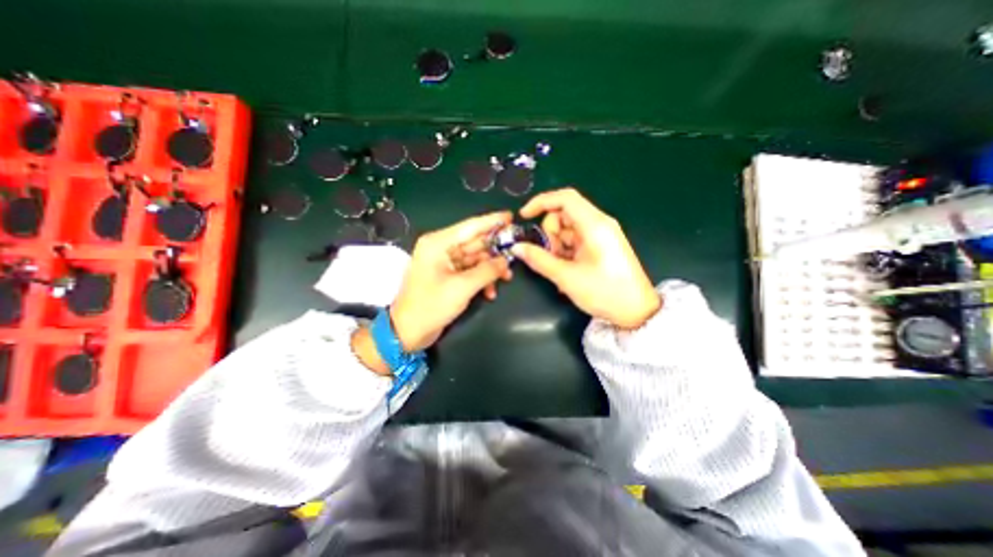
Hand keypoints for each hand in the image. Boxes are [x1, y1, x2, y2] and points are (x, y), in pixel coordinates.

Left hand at [387, 210, 510, 350]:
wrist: (408, 332)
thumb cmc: (431, 306)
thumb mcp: (462, 287)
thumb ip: (487, 271)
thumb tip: (506, 260)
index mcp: (439, 243)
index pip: (470, 226)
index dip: (492, 221)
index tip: (512, 216)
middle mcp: (441, 248)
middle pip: (475, 242)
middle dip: (495, 250)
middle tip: (516, 253)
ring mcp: (445, 262)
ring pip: (475, 258)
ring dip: (490, 268)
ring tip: (506, 278)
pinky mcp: (448, 276)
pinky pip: (470, 271)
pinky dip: (482, 279)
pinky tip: (490, 292)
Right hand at [512, 187, 657, 325]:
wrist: (637, 311)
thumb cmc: (605, 292)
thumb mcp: (567, 277)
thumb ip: (539, 260)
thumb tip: (517, 248)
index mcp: (594, 225)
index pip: (565, 198)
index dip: (541, 202)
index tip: (524, 217)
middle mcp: (599, 223)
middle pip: (563, 214)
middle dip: (550, 233)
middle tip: (552, 257)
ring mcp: (601, 234)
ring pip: (567, 228)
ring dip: (557, 245)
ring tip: (562, 268)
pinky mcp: (601, 244)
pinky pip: (576, 239)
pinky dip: (566, 251)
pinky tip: (568, 269)